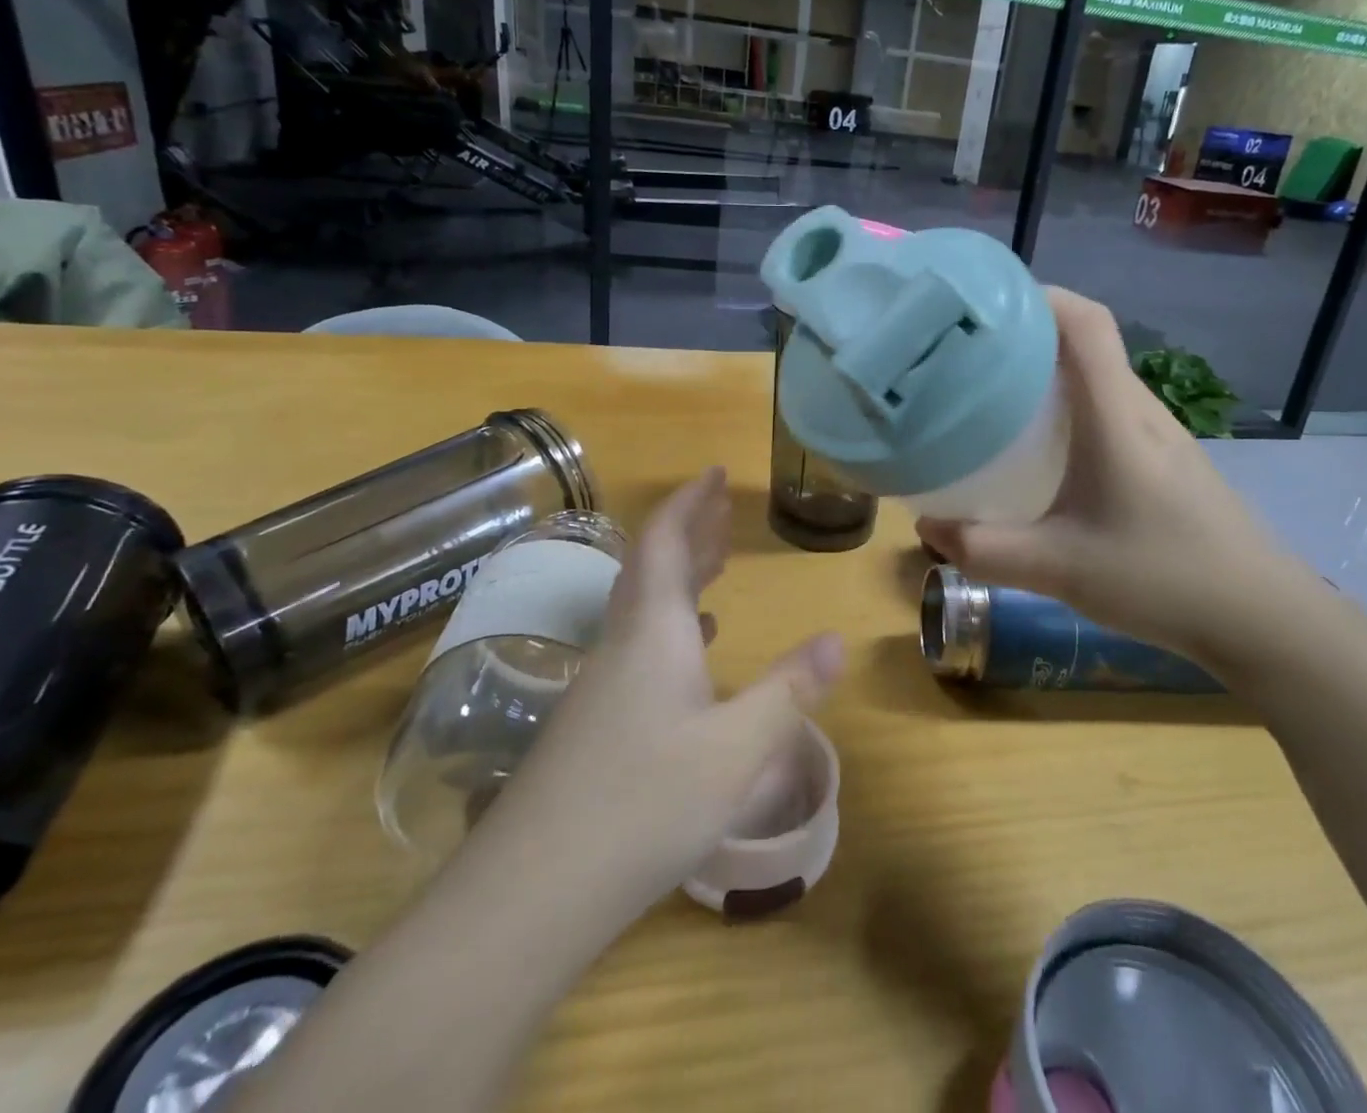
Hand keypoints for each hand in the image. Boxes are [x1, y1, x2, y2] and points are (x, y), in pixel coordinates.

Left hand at [479, 467, 845, 923]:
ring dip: (679, 577)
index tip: (715, 473)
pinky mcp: (594, 726)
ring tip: (714, 565)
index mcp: (652, 631)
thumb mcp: (737, 749)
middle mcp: (622, 645)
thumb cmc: (643, 804)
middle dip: (690, 531)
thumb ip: (789, 690)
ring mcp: (601, 686)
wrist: (530, 894)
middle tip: (723, 510)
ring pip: (644, 608)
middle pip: (653, 567)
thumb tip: (836, 639)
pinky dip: (670, 626)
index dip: (691, 503)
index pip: (665, 541)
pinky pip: (638, 647)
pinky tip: (690, 652)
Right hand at [917, 288, 1300, 671]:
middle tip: (968, 355)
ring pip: (1098, 378)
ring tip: (993, 396)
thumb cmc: (1163, 579)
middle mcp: (1140, 410)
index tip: (985, 305)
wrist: (1263, 619)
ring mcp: (1160, 435)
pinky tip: (1042, 452)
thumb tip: (927, 528)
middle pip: (1086, 343)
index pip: (1086, 323)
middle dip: (1027, 335)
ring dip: (1048, 373)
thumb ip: (986, 550)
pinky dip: (1068, 409)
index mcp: (1116, 416)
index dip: (1039, 297)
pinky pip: (1108, 411)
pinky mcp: (1166, 460)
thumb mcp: (1059, 569)